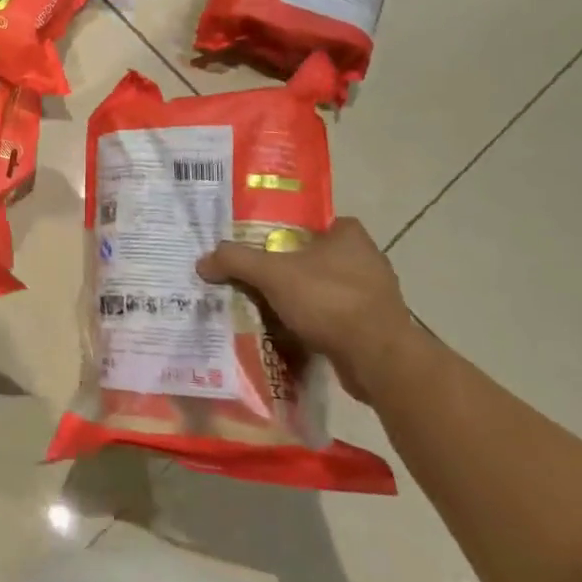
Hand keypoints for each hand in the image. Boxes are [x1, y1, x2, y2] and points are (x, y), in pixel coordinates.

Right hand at [196, 217, 419, 400]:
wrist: (378, 359)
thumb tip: (202, 261)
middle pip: (319, 257)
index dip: (292, 230)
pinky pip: (336, 317)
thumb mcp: (272, 274)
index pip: (319, 223)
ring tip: (268, 305)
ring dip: (303, 298)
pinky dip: (316, 323)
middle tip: (258, 274)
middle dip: (291, 266)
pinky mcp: (376, 328)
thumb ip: (236, 261)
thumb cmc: (329, 300)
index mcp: (350, 237)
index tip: (266, 243)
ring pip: (327, 289)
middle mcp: (368, 261)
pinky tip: (291, 331)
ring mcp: (375, 297)